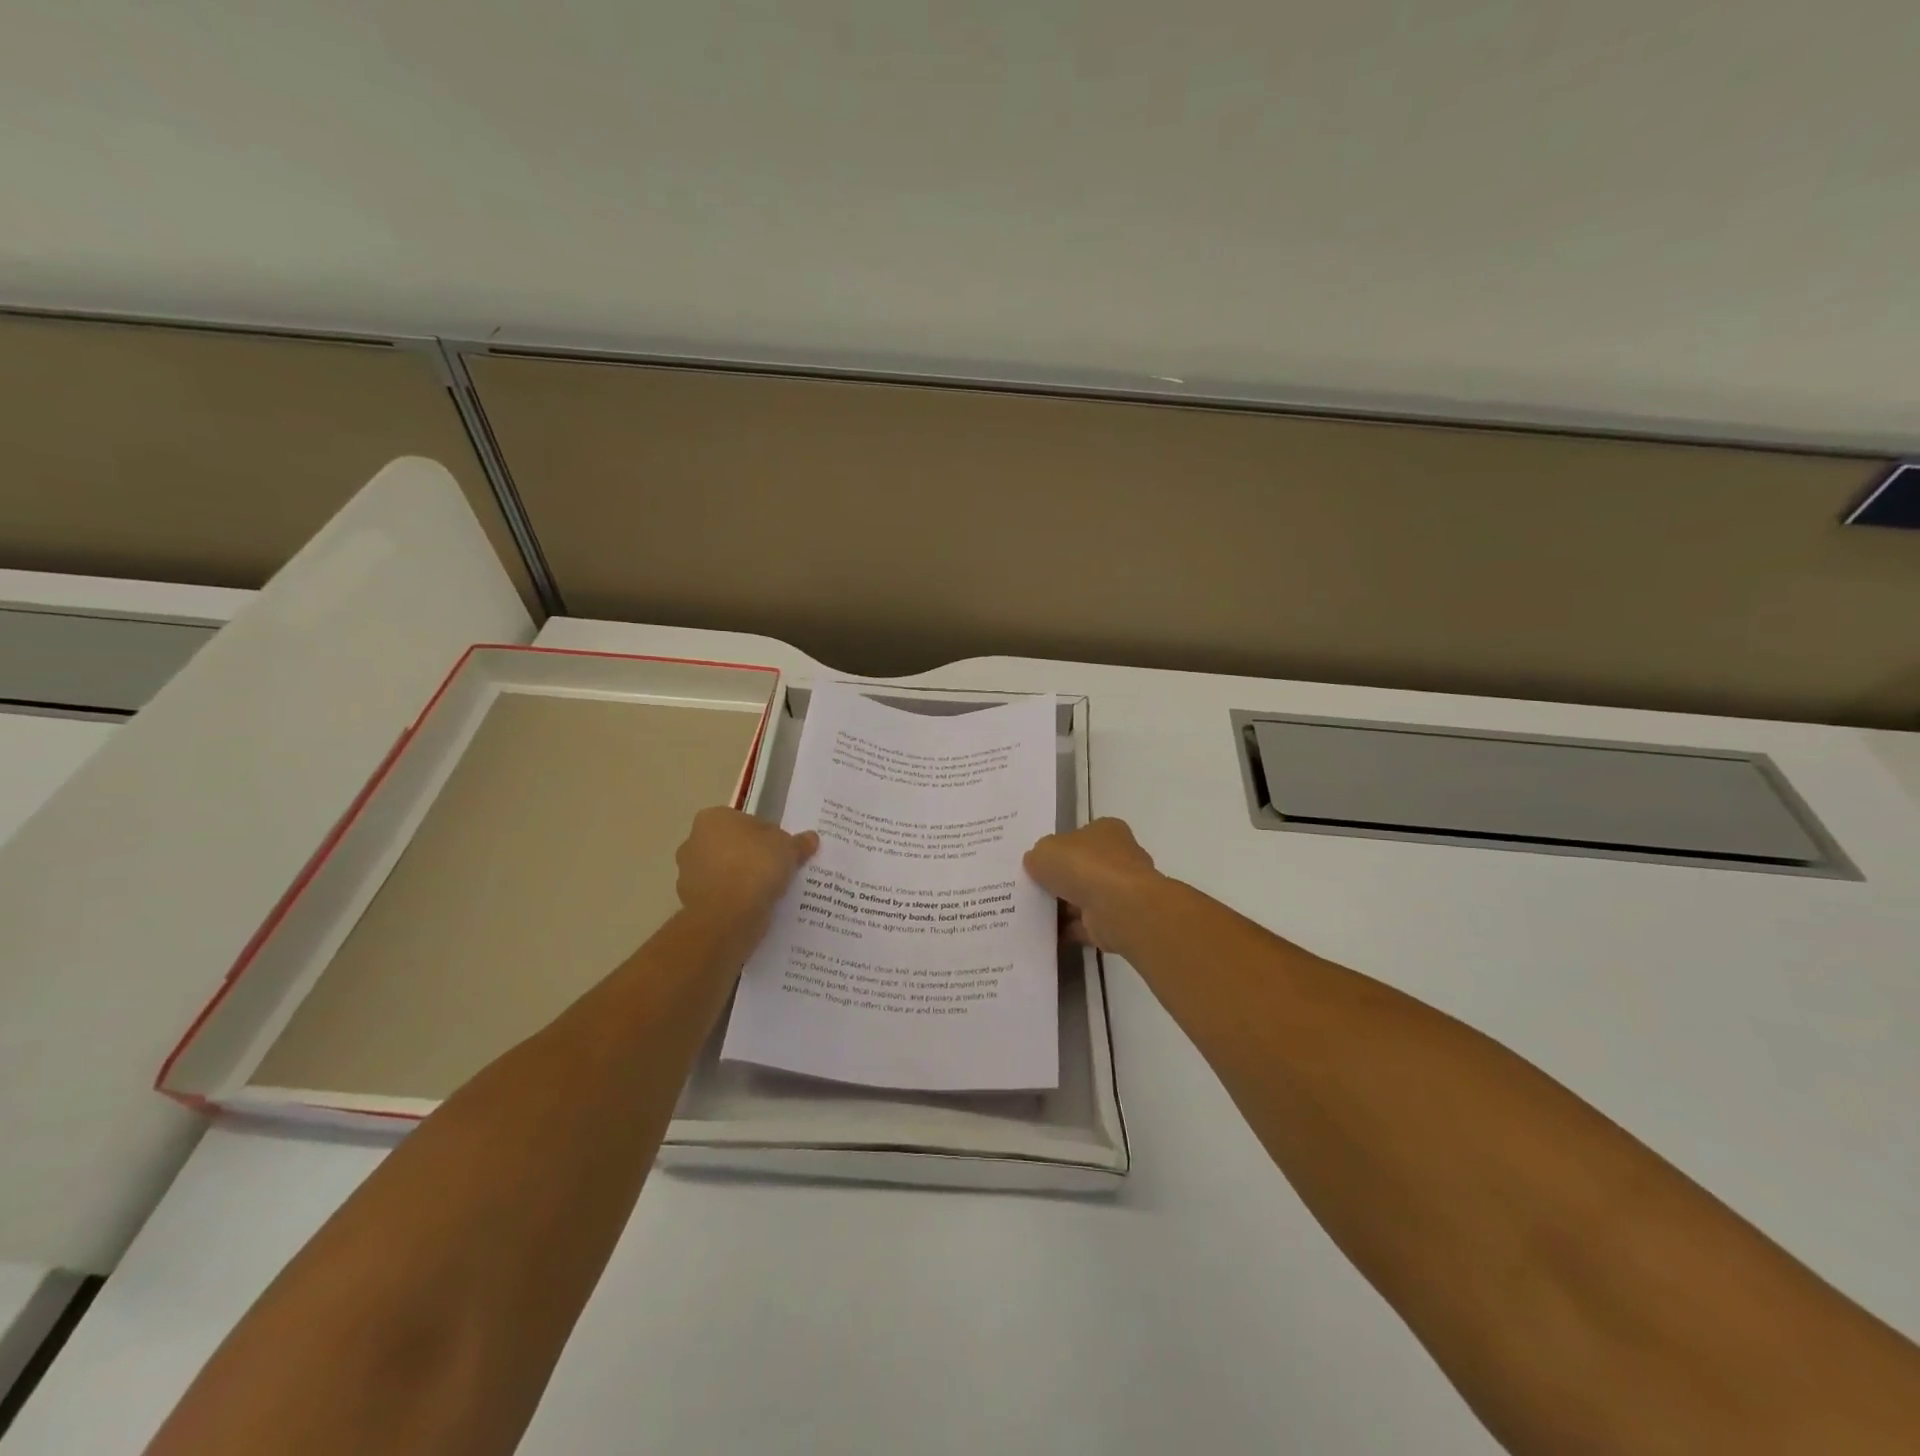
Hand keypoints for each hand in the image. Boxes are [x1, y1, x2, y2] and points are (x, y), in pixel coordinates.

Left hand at [675, 808, 818, 931]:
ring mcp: (688, 874)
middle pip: (733, 847)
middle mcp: (694, 841)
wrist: (727, 915)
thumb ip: (798, 842)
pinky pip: (721, 897)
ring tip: (769, 893)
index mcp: (713, 818)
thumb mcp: (788, 848)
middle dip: (751, 857)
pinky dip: (734, 901)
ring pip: (725, 873)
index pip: (747, 823)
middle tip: (778, 871)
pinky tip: (755, 908)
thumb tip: (811, 838)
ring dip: (742, 880)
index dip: (768, 836)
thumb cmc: (755, 866)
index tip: (783, 852)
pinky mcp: (690, 902)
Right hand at [1023, 817, 1163, 953]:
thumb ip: (1038, 856)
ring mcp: (1121, 891)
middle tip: (1033, 888)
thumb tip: (1036, 863)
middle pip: (1084, 867)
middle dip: (1061, 879)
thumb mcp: (1045, 851)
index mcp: (1107, 831)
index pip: (1081, 836)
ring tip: (1033, 913)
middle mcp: (1119, 857)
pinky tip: (1046, 933)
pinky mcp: (1118, 920)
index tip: (1039, 863)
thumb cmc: (1083, 866)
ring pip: (1085, 897)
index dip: (1059, 848)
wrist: (1118, 907)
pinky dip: (1070, 929)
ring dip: (1064, 907)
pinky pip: (1087, 924)